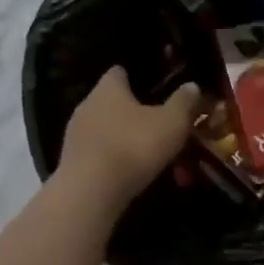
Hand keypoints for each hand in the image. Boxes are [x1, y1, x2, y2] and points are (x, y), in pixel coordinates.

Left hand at [58, 67, 200, 211]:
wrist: (90, 192)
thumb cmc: (133, 146)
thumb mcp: (171, 123)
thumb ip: (183, 102)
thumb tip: (192, 86)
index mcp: (109, 87)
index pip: (119, 72)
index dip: (136, 78)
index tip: (155, 89)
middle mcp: (87, 104)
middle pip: (111, 101)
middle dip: (132, 112)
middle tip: (157, 125)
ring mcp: (75, 134)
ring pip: (104, 129)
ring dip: (122, 138)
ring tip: (146, 154)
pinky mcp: (70, 162)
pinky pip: (96, 153)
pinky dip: (111, 159)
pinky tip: (128, 173)